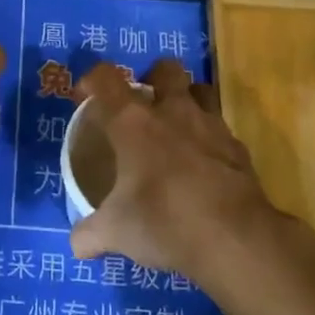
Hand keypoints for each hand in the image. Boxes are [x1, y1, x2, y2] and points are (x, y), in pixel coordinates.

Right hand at [70, 58, 284, 279]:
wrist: (233, 238)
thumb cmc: (163, 221)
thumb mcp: (116, 232)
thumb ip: (90, 234)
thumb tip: (76, 245)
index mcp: (133, 122)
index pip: (106, 79)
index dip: (93, 80)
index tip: (86, 96)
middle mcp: (172, 112)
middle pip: (165, 69)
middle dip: (154, 77)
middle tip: (144, 104)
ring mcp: (210, 126)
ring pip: (201, 91)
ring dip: (188, 100)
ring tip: (177, 127)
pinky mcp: (239, 148)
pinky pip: (221, 130)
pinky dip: (211, 140)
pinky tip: (204, 166)